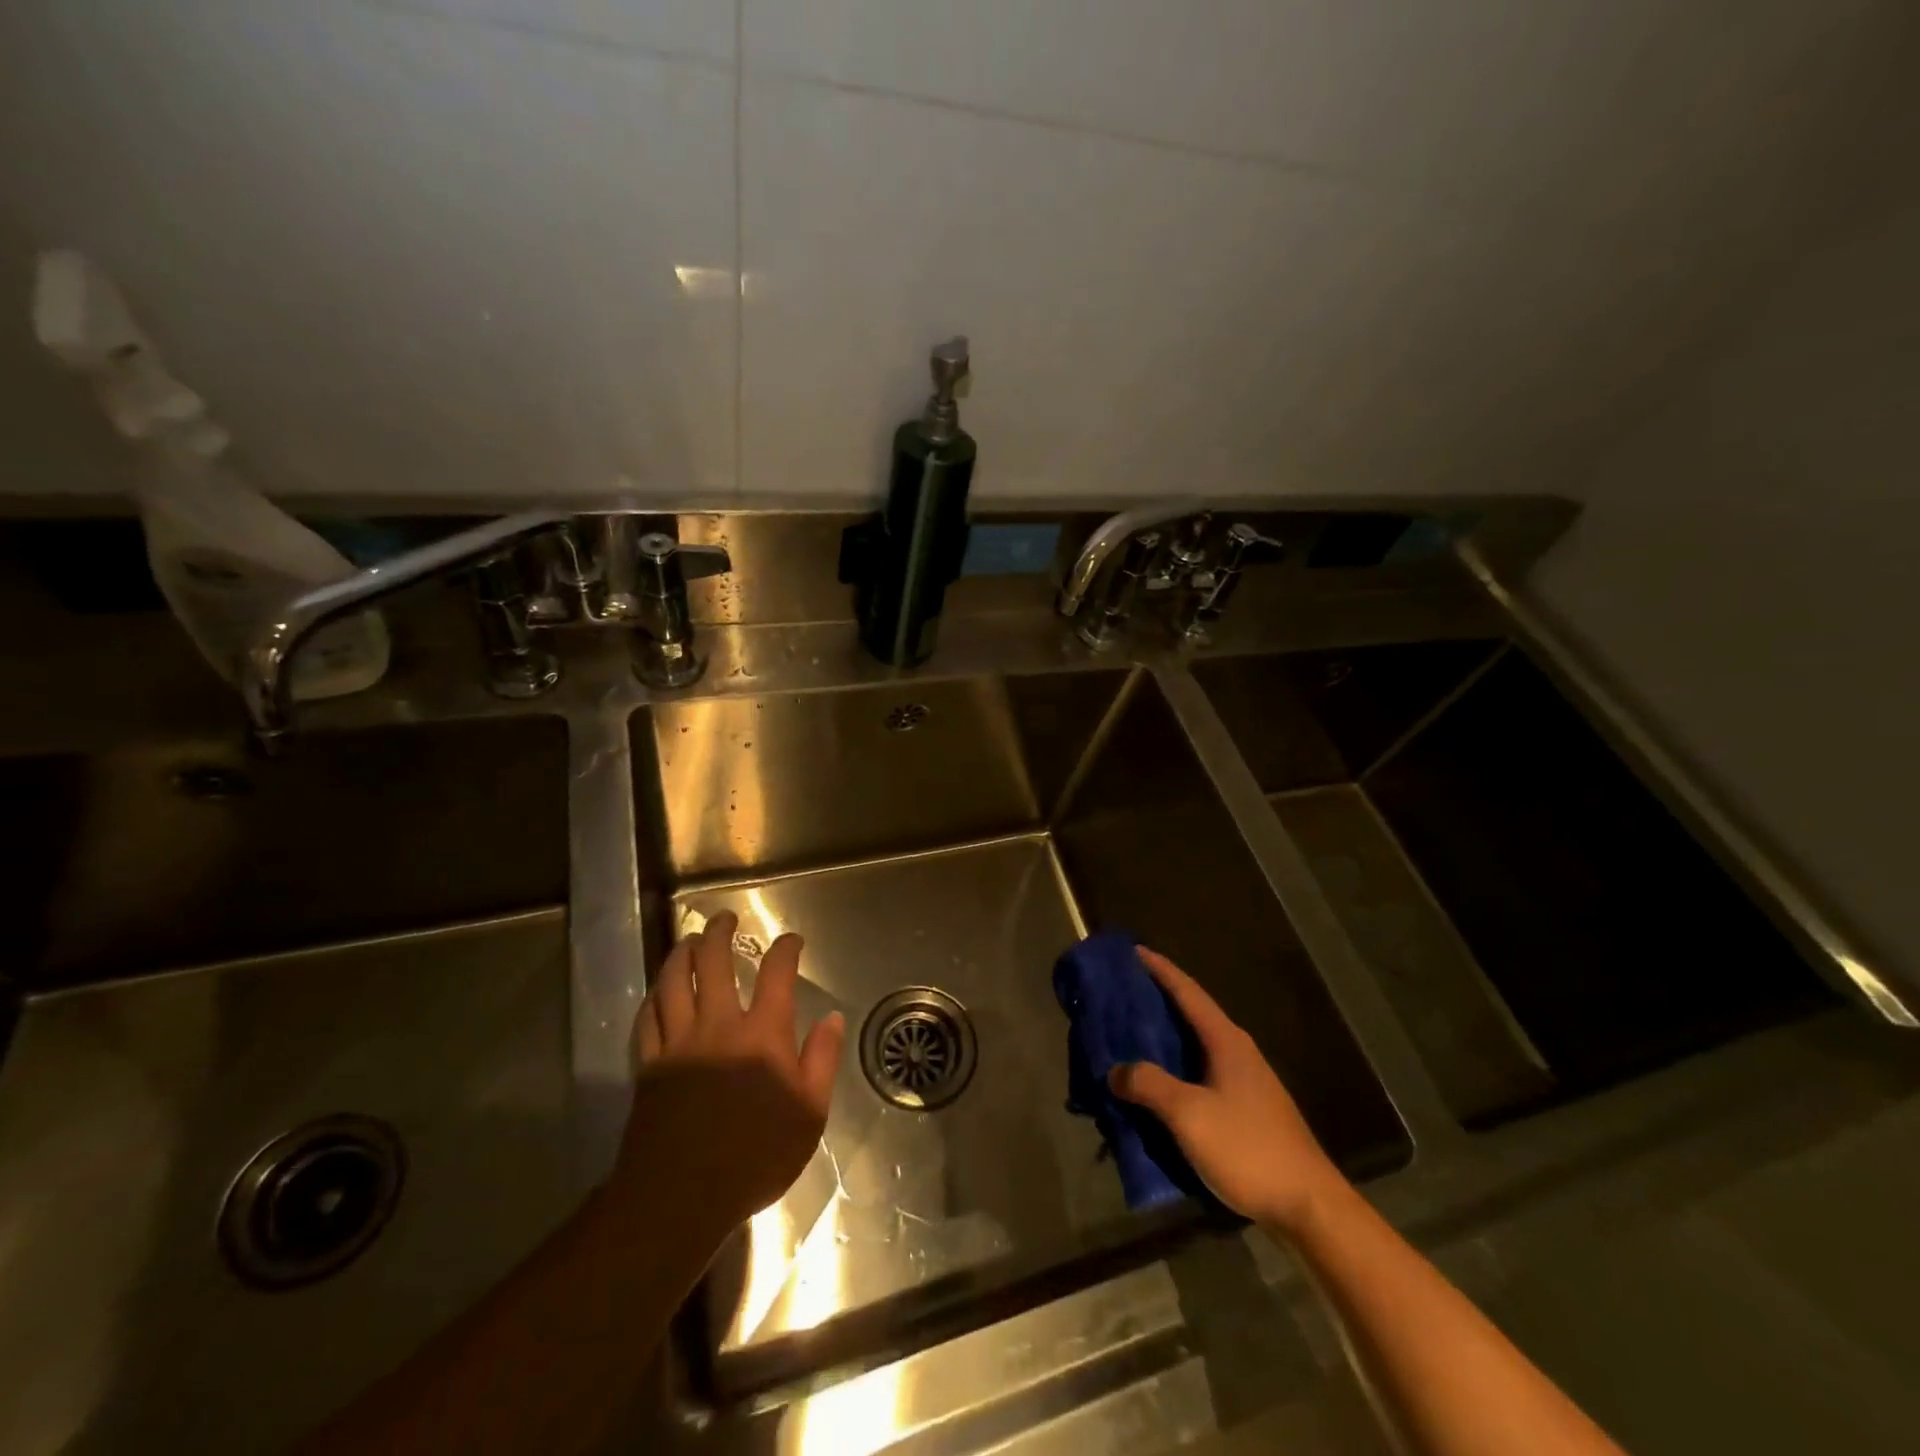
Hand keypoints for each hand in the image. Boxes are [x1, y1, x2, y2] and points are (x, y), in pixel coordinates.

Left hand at [616, 911, 844, 1231]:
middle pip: (714, 963)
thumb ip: (821, 1061)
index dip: (785, 949)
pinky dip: (654, 996)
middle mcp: (719, 1025)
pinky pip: (648, 1018)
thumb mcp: (809, 1115)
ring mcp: (679, 1042)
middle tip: (723, 919)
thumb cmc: (755, 1157)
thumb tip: (831, 1018)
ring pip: (674, 982)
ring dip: (682, 954)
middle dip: (719, 933)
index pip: (776, 973)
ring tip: (689, 940)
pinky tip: (659, 990)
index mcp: (763, 1034)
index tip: (791, 940)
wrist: (681, 1197)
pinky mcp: (649, 1064)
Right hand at [1109, 946, 1346, 1233]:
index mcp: (1226, 1041)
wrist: (1309, 1207)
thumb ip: (1149, 1085)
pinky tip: (1158, 1083)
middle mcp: (1237, 1052)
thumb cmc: (1248, 1149)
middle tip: (1121, 992)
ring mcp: (1245, 1081)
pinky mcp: (1246, 1109)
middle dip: (1157, 999)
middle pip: (1192, 1013)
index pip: (1187, 991)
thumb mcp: (1189, 1114)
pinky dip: (1175, 1066)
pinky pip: (1201, 1072)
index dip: (1159, 969)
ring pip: (1196, 1045)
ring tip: (1130, 1034)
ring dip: (1165, 1036)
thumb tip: (1115, 1070)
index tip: (1132, 950)